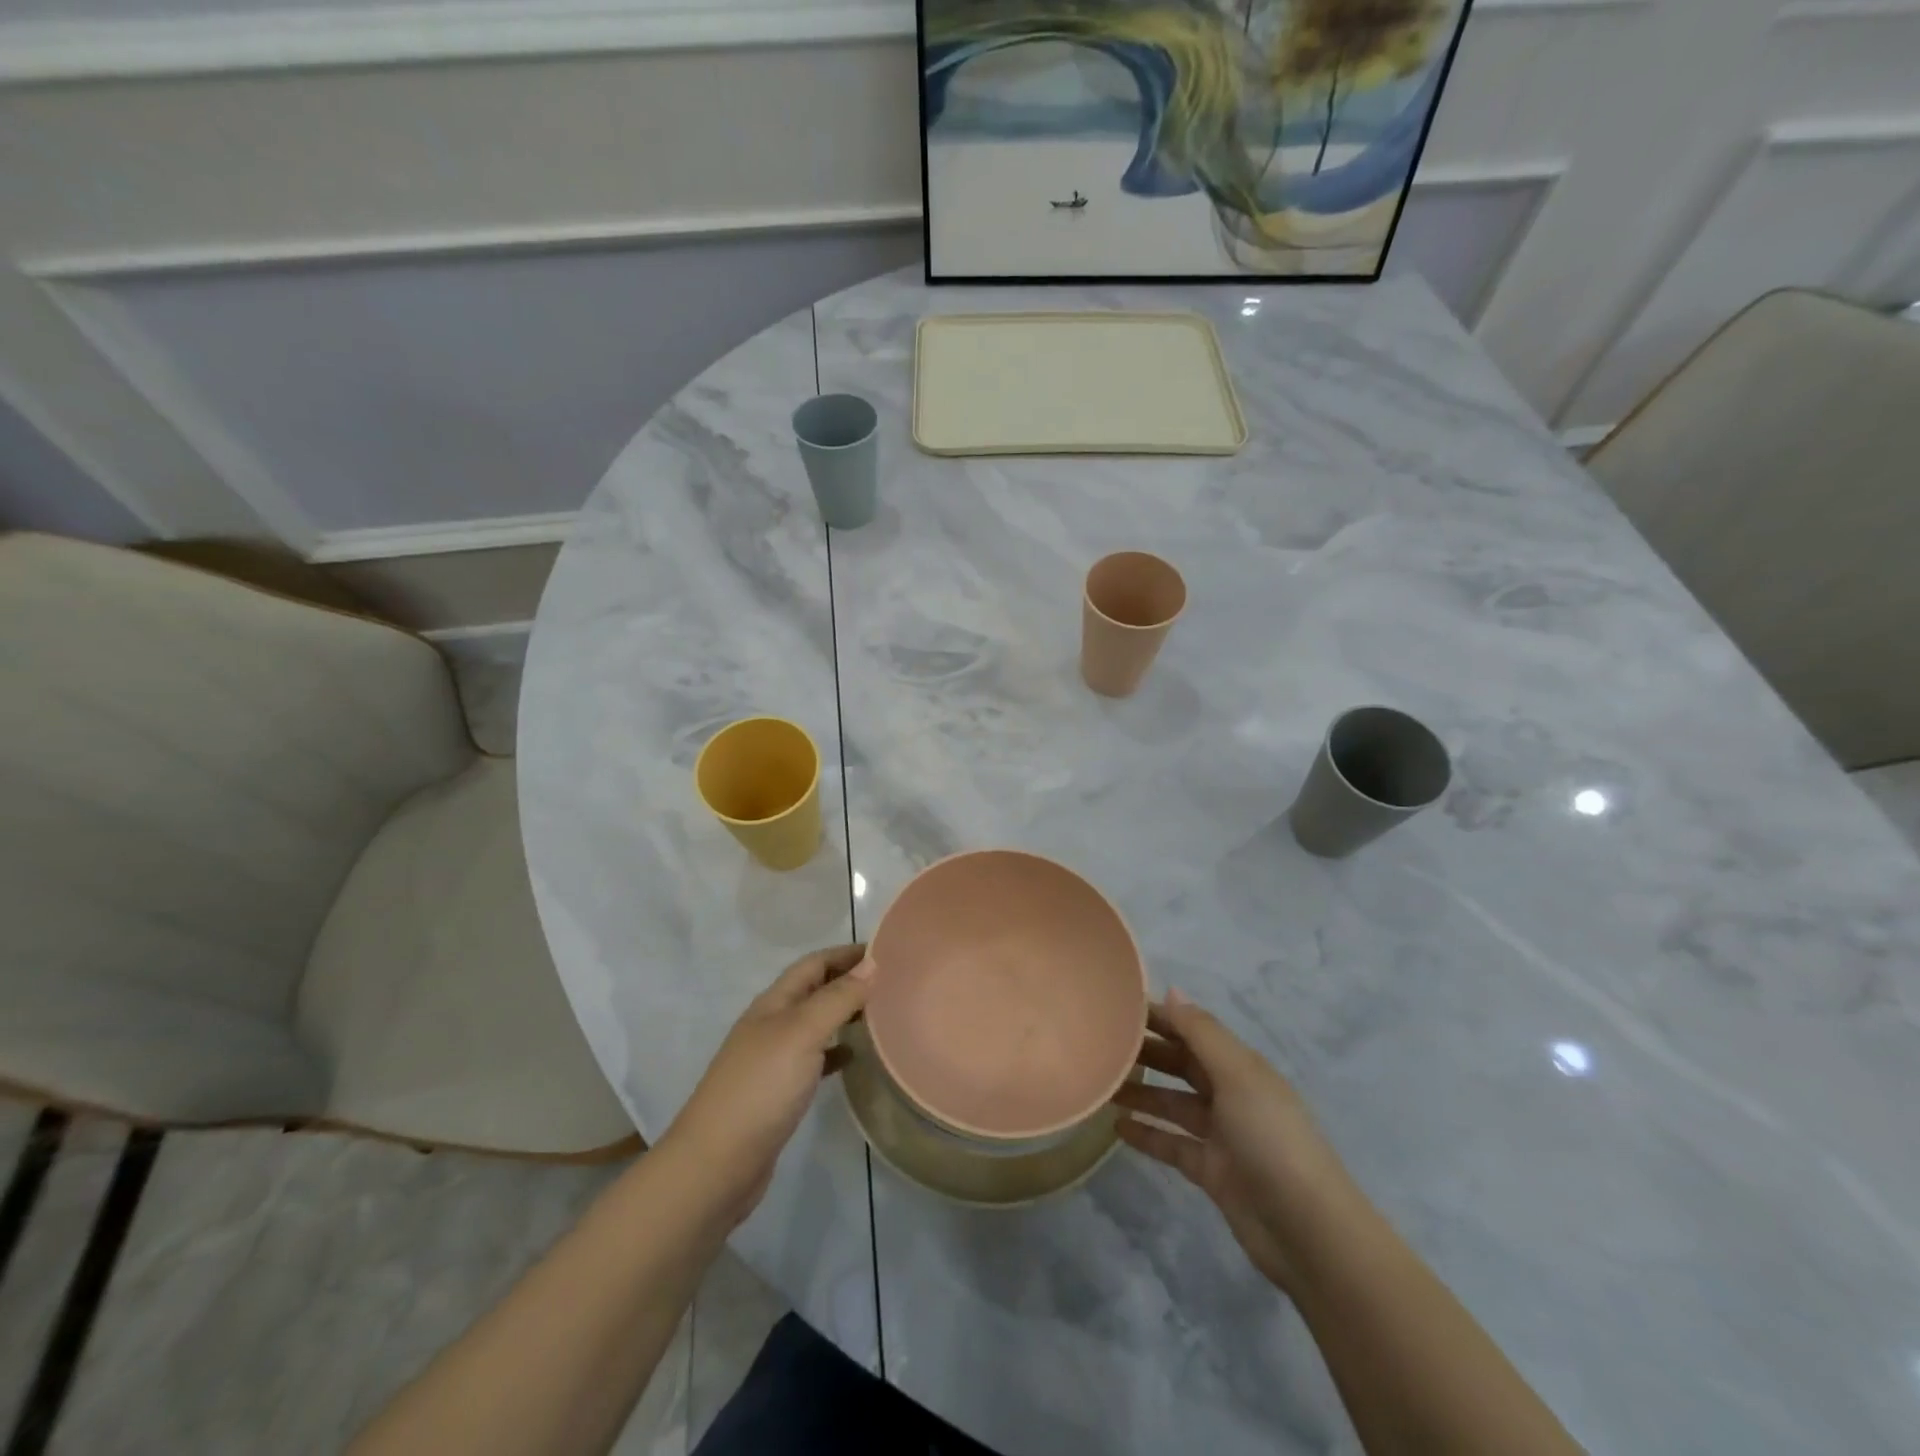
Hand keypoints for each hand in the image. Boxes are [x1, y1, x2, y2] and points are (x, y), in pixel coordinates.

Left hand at [661, 945, 872, 1226]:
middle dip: (848, 980)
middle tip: (891, 982)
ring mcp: (773, 1060)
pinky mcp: (778, 1093)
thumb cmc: (761, 1088)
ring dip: (844, 1013)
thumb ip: (838, 998)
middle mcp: (772, 1024)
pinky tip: (855, 1059)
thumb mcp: (802, 1033)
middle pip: (814, 990)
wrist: (716, 1165)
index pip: (814, 963)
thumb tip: (871, 963)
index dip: (846, 953)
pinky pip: (814, 1059)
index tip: (886, 950)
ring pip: (815, 1023)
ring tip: (881, 1014)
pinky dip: (836, 1052)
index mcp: (774, 1003)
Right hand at [1114, 990, 1353, 1292]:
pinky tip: (1117, 1128)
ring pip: (1173, 1104)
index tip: (1119, 1009)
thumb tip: (1171, 990)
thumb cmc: (1271, 1138)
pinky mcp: (1212, 1171)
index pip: (1194, 1031)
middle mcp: (1231, 1095)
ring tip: (1100, 1085)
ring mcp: (1222, 1135)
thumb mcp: (1238, 1075)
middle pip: (1182, 1065)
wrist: (1306, 1230)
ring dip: (1141, 1093)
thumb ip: (1202, 1033)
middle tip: (1101, 1046)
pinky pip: (1173, 1144)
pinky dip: (1148, 1135)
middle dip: (1147, 1054)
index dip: (1161, 1018)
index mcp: (1241, 1066)